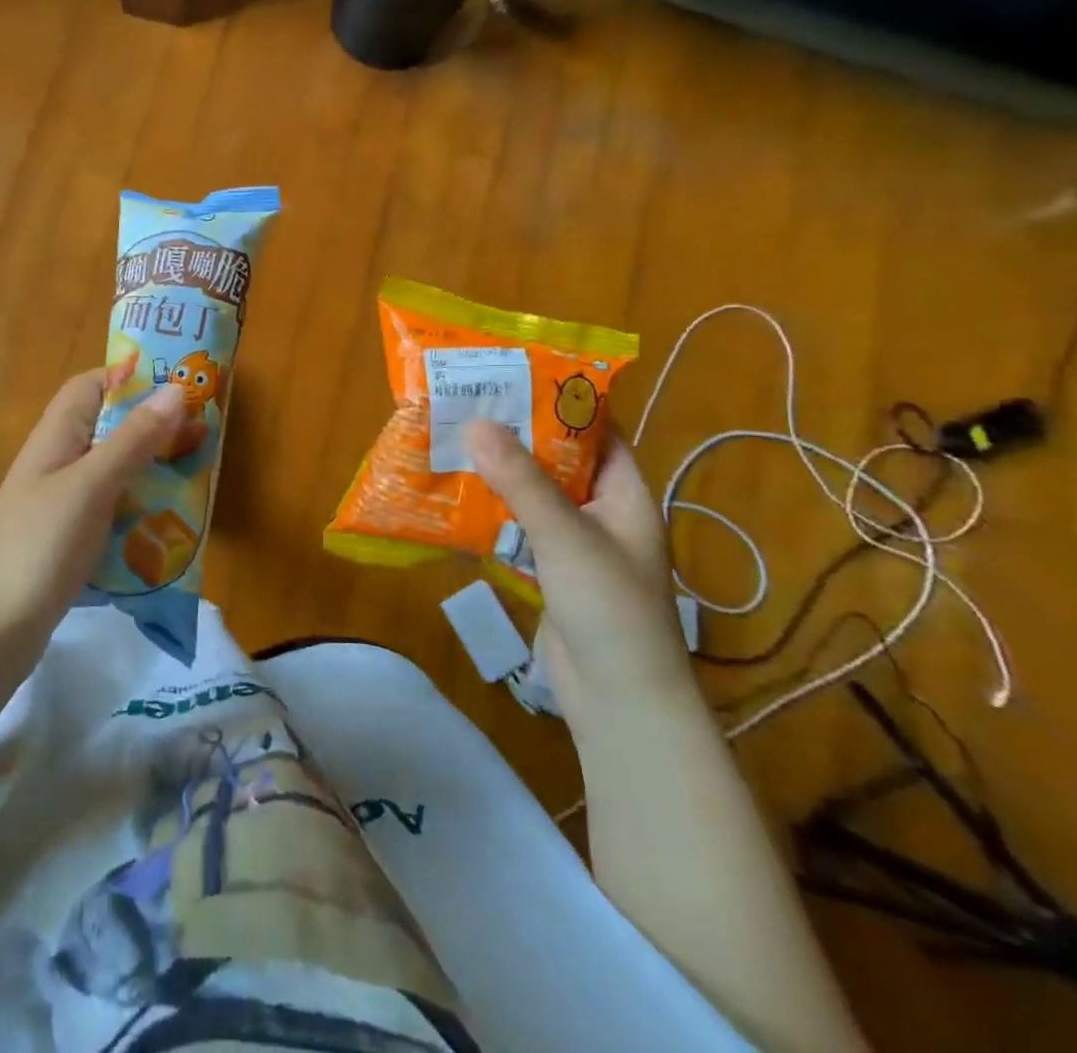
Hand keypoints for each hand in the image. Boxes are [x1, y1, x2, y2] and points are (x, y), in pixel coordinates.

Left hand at [0, 372, 185, 624]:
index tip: (180, 388)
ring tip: (197, 479)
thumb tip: (175, 389)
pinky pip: (113, 511)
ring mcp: (63, 503)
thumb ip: (134, 439)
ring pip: (116, 472)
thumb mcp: (92, 484)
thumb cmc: (41, 544)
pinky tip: (168, 527)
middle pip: (109, 429)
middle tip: (202, 438)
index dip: (132, 379)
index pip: (92, 386)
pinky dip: (140, 512)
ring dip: (152, 473)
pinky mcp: (70, 540)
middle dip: (154, 430)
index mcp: (56, 436)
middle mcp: (58, 462)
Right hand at [466, 422, 693, 726]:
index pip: (598, 432)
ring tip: (452, 441)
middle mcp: (602, 513)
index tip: (514, 376)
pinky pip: (517, 530)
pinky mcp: (549, 572)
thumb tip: (476, 422)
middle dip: (516, 435)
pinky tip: (454, 500)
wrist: (619, 700)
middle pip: (557, 461)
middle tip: (468, 405)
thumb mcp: (566, 535)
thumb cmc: (609, 608)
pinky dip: (490, 514)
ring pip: (532, 496)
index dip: (561, 401)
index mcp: (625, 495)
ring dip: (497, 475)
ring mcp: (575, 545)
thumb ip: (520, 481)